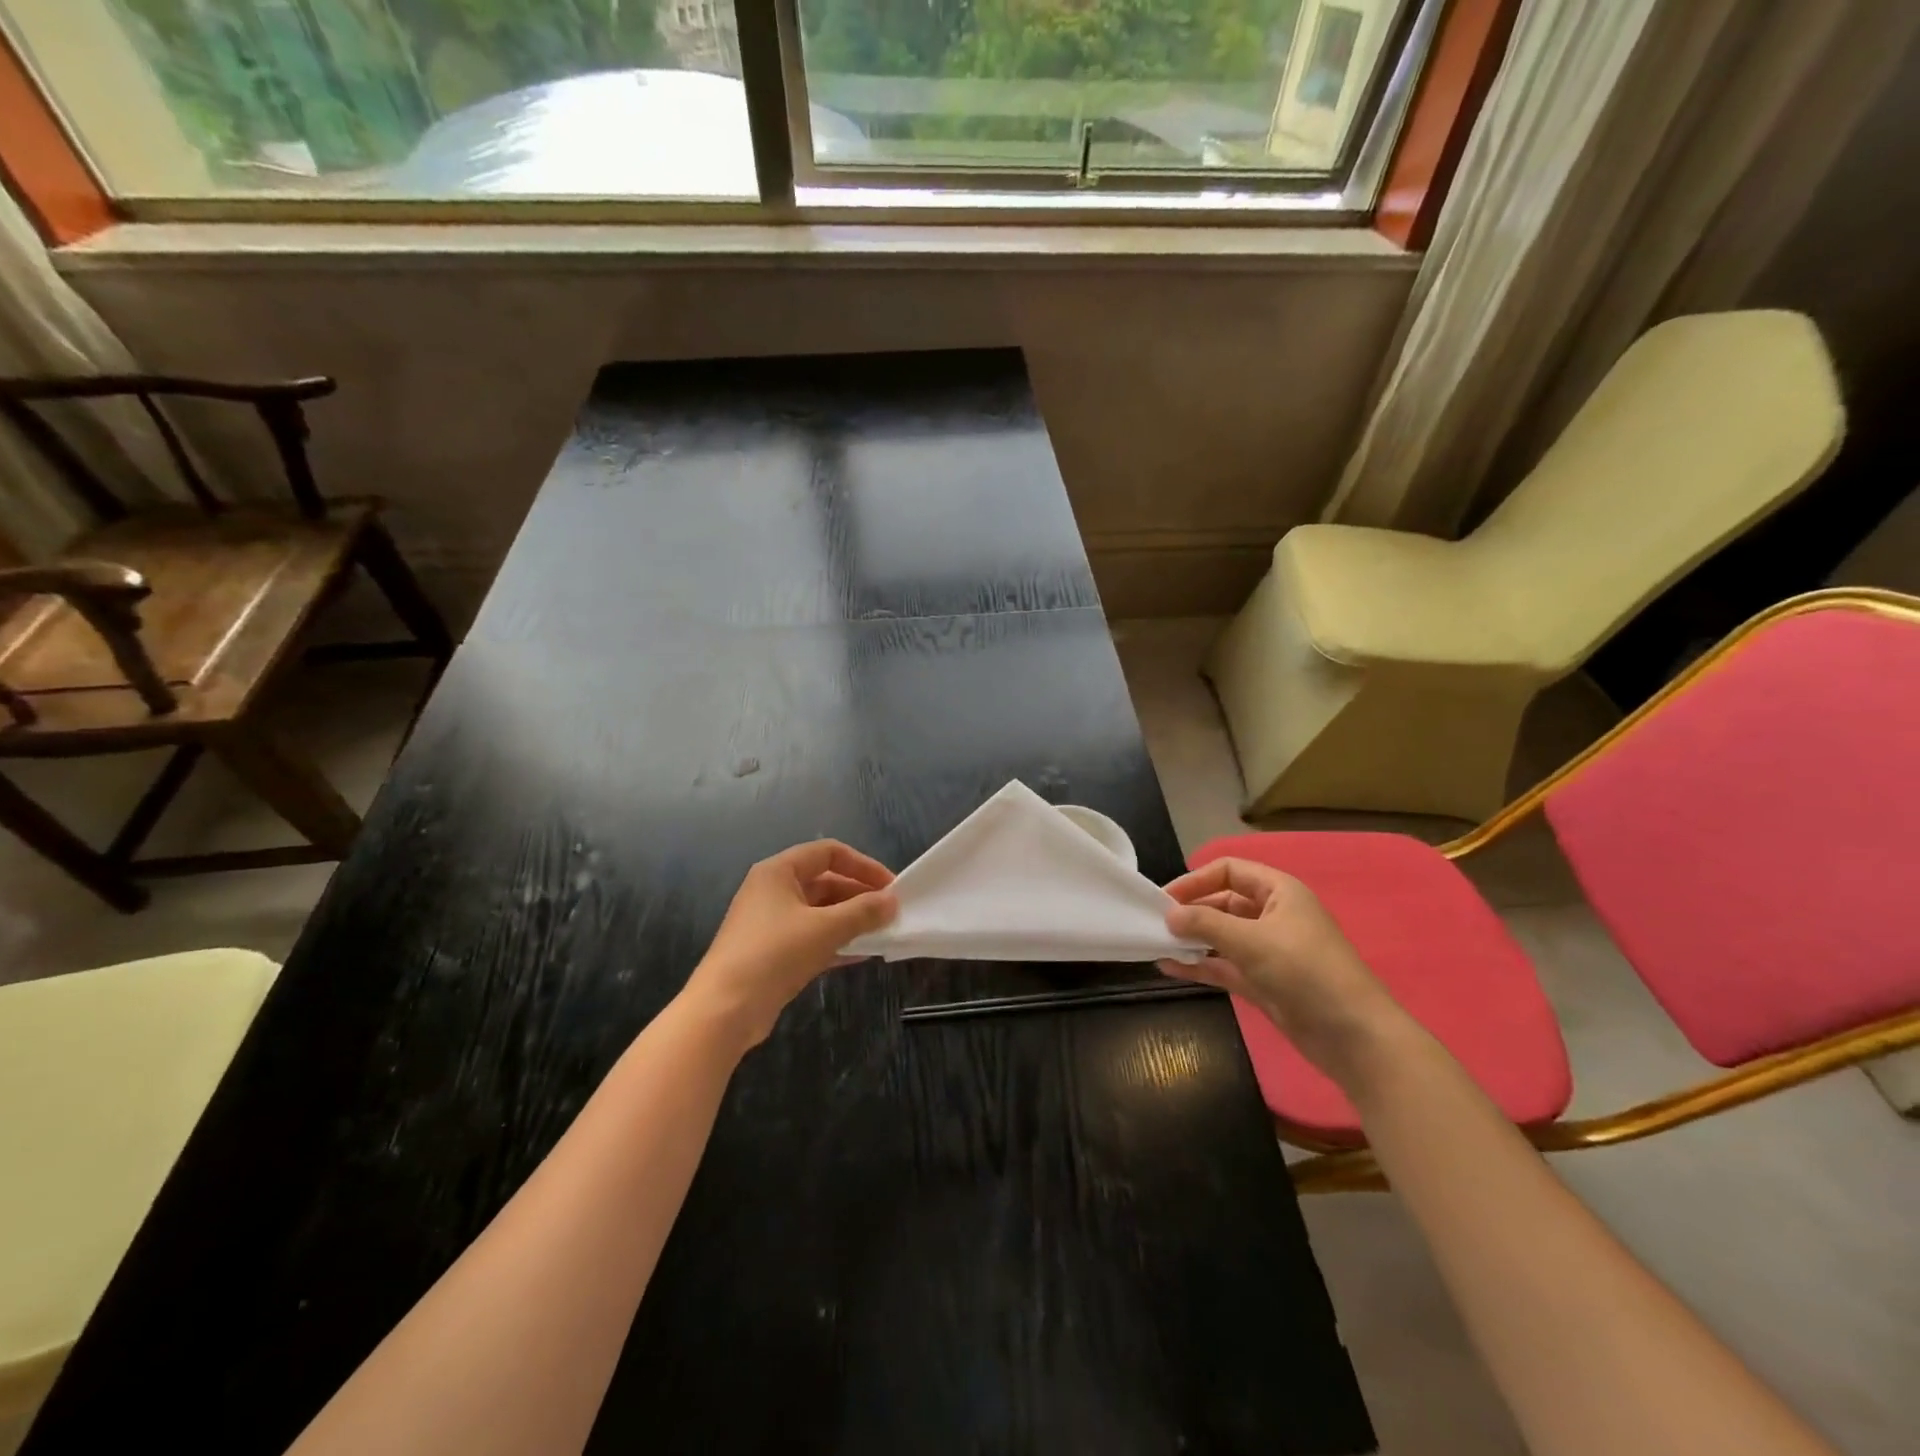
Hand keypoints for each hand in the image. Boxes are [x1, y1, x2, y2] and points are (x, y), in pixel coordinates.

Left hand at [686, 841, 897, 1049]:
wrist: (724, 1010)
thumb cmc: (774, 954)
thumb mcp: (825, 928)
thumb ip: (863, 912)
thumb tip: (892, 902)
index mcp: (779, 872)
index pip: (828, 853)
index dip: (862, 865)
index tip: (890, 886)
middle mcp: (773, 891)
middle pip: (825, 882)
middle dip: (859, 896)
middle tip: (890, 913)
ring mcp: (771, 923)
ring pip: (820, 912)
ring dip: (851, 920)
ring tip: (882, 933)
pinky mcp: (773, 953)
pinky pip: (812, 937)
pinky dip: (837, 942)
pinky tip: (863, 955)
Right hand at [1160, 857, 1409, 1085]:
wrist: (1353, 1036)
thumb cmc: (1305, 972)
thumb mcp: (1251, 940)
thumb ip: (1206, 924)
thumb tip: (1168, 915)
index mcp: (1279, 892)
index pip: (1229, 870)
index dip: (1196, 880)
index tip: (1164, 898)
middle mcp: (1273, 915)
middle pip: (1223, 902)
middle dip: (1191, 911)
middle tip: (1156, 924)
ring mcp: (1268, 951)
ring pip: (1221, 936)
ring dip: (1192, 940)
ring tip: (1156, 945)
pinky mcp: (1264, 983)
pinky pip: (1224, 966)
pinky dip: (1200, 966)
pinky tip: (1170, 968)